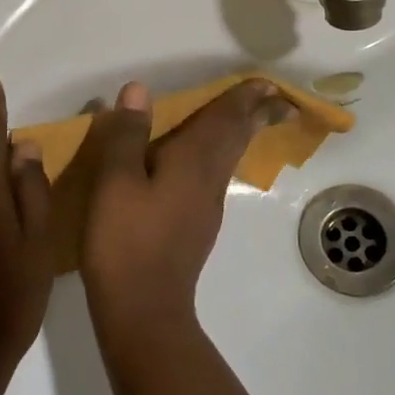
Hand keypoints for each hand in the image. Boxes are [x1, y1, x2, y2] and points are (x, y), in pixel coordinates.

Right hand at [71, 79, 292, 353]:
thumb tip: (139, 90)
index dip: (245, 99)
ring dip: (242, 134)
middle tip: (279, 100)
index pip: (226, 120)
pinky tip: (206, 162)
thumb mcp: (115, 182)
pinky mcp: (196, 226)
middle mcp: (208, 180)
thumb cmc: (126, 241)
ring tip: (248, 119)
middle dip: (258, 116)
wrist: (142, 310)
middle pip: (238, 139)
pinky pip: (215, 175)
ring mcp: (206, 206)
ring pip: (229, 158)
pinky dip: (221, 155)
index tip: (267, 83)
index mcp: (193, 162)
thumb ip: (127, 135)